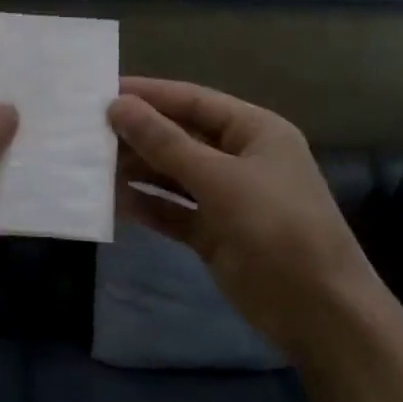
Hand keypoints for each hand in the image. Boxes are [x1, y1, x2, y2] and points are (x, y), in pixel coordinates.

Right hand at [108, 77, 380, 357]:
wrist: (316, 309)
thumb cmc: (276, 228)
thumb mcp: (219, 179)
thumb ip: (165, 143)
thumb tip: (117, 106)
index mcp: (255, 132)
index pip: (193, 101)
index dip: (149, 95)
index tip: (100, 93)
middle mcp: (239, 158)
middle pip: (180, 137)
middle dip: (137, 135)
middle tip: (86, 133)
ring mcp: (226, 197)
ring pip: (172, 175)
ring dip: (136, 170)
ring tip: (90, 164)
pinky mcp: (212, 232)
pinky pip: (171, 210)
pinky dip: (145, 205)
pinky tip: (112, 202)